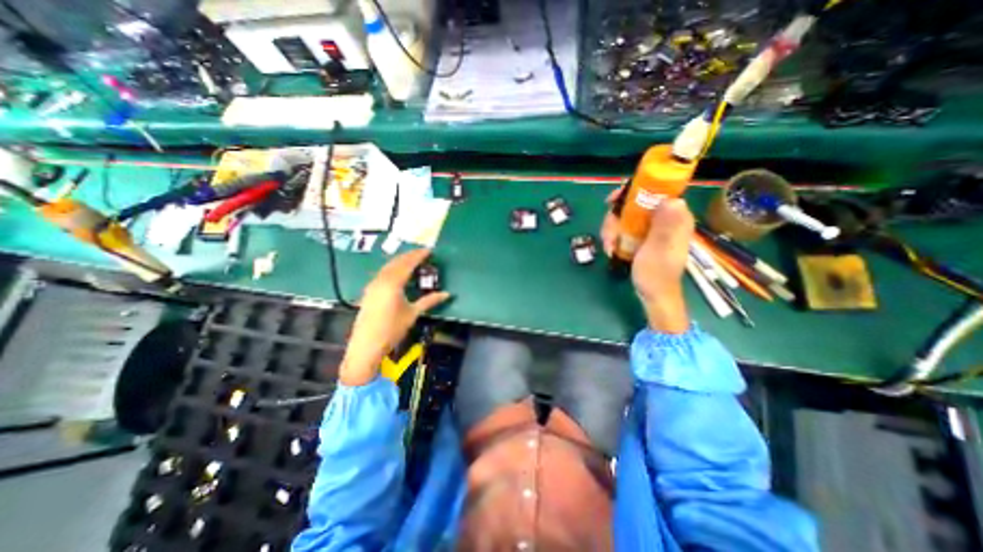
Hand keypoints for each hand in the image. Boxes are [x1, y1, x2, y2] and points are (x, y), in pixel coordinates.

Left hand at [341, 247, 450, 383]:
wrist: (367, 346)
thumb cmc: (392, 329)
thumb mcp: (413, 314)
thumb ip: (429, 301)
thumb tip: (447, 294)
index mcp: (393, 283)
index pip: (407, 263)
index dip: (419, 255)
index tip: (429, 250)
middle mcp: (381, 280)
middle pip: (396, 262)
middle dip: (410, 255)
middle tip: (422, 253)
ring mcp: (372, 285)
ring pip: (388, 266)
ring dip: (400, 261)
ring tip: (412, 260)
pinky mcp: (369, 291)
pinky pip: (382, 273)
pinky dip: (392, 268)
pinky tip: (397, 273)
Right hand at [604, 188, 694, 332]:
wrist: (653, 295)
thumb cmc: (656, 274)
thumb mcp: (659, 250)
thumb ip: (665, 226)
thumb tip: (674, 200)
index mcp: (674, 218)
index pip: (656, 192)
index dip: (633, 191)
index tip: (613, 200)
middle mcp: (663, 219)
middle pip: (634, 204)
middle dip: (616, 217)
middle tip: (608, 234)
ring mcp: (652, 229)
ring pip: (626, 216)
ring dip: (612, 229)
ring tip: (609, 246)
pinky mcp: (643, 237)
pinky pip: (625, 228)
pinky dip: (615, 236)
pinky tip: (611, 248)